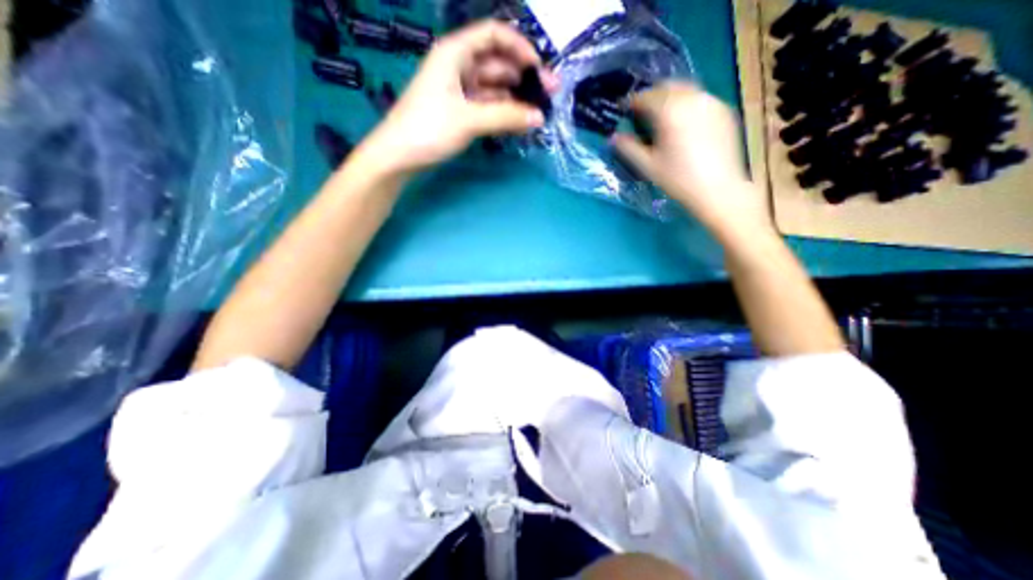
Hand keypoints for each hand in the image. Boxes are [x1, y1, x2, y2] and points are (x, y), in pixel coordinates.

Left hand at [359, 21, 561, 178]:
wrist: (399, 156)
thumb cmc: (428, 129)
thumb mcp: (469, 119)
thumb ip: (505, 116)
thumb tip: (539, 117)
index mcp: (455, 53)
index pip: (494, 35)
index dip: (520, 47)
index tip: (540, 70)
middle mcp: (459, 66)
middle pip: (498, 63)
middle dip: (524, 76)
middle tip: (549, 96)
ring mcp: (459, 91)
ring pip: (495, 87)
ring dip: (516, 97)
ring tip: (538, 112)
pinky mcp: (460, 111)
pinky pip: (488, 106)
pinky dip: (503, 112)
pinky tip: (519, 121)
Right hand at [608, 81, 769, 236]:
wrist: (718, 189)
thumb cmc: (678, 179)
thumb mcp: (647, 166)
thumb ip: (628, 148)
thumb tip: (613, 137)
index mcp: (670, 111)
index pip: (646, 96)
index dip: (632, 102)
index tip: (624, 109)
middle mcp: (692, 99)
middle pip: (668, 86)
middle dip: (652, 95)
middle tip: (642, 112)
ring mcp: (711, 103)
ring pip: (686, 90)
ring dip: (670, 98)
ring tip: (662, 118)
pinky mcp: (724, 111)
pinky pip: (700, 99)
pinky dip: (687, 105)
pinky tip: (683, 125)